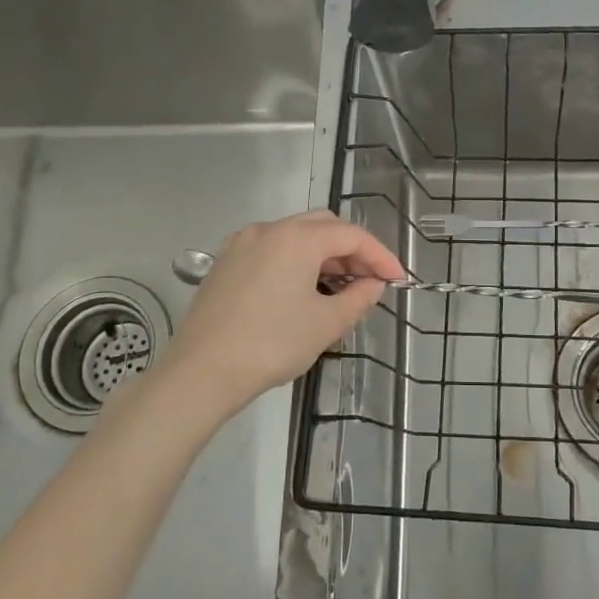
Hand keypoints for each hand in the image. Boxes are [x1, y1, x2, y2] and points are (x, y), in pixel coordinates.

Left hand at [159, 211, 404, 416]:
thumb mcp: (325, 325)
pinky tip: (302, 289)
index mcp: (297, 238)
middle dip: (352, 250)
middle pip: (323, 227)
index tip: (397, 280)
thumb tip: (373, 285)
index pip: (351, 236)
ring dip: (323, 255)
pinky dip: (295, 261)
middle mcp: (268, 229)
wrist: (200, 371)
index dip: (380, 256)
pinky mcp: (225, 263)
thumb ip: (358, 299)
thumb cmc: (271, 345)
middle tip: (369, 281)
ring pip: (295, 236)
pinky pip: (271, 250)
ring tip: (340, 288)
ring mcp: (242, 243)